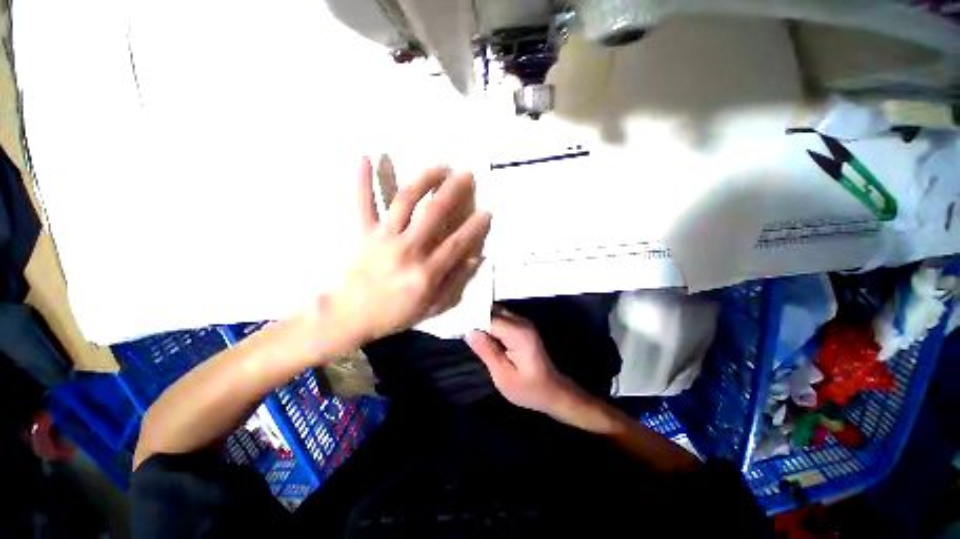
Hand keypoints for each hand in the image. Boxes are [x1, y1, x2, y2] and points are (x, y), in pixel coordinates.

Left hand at [328, 158, 491, 345]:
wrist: (350, 316)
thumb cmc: (395, 314)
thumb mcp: (433, 307)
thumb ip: (456, 282)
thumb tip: (475, 257)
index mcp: (425, 273)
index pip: (457, 243)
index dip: (474, 227)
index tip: (487, 211)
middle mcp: (407, 250)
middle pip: (434, 213)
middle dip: (454, 191)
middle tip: (467, 175)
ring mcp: (383, 238)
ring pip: (405, 201)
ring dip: (424, 179)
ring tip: (440, 165)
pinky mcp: (364, 232)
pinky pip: (363, 203)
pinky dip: (363, 180)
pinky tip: (366, 156)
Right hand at [466, 309, 580, 415]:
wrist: (553, 391)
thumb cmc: (529, 389)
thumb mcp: (503, 376)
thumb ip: (487, 351)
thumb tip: (469, 332)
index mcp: (518, 333)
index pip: (490, 318)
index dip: (473, 322)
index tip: (458, 328)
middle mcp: (522, 322)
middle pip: (493, 311)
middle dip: (477, 319)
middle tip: (461, 330)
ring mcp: (523, 323)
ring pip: (497, 313)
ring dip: (483, 322)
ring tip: (469, 333)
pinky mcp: (522, 327)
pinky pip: (502, 319)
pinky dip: (490, 325)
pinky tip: (482, 336)